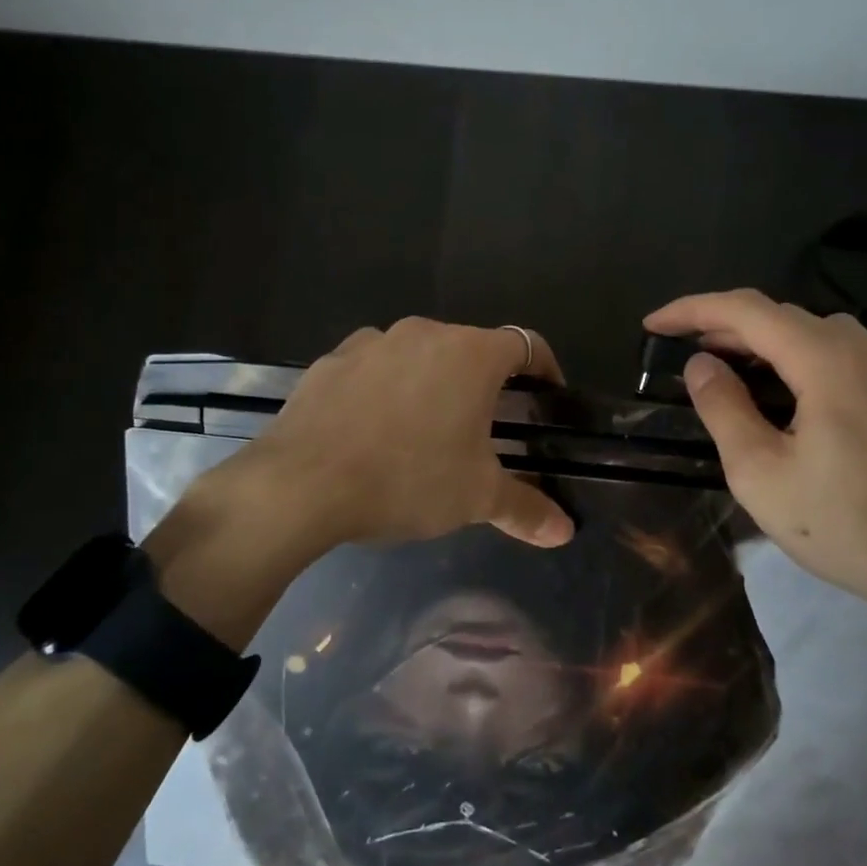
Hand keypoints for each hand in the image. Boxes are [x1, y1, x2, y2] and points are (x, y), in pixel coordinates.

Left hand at [249, 317, 574, 548]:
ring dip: (432, 382)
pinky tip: (373, 429)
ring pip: (419, 355)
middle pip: (471, 348)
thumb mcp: (475, 498)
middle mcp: (424, 333)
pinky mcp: (331, 360)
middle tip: (485, 425)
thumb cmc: (407, 479)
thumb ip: (526, 509)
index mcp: (471, 355)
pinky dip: (385, 388)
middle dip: (485, 381)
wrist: (302, 484)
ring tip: (425, 429)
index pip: (527, 344)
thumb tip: (565, 532)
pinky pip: (374, 367)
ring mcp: (372, 342)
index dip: (545, 367)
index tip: (546, 395)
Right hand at [644, 289, 866, 615]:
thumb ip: (724, 408)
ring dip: (779, 343)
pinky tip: (833, 380)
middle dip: (730, 328)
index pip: (746, 311)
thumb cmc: (840, 524)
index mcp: (825, 361)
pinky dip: (837, 357)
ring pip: (828, 333)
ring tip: (748, 368)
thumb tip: (701, 364)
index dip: (693, 310)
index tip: (654, 324)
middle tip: (691, 353)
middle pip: (786, 318)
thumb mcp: (759, 472)